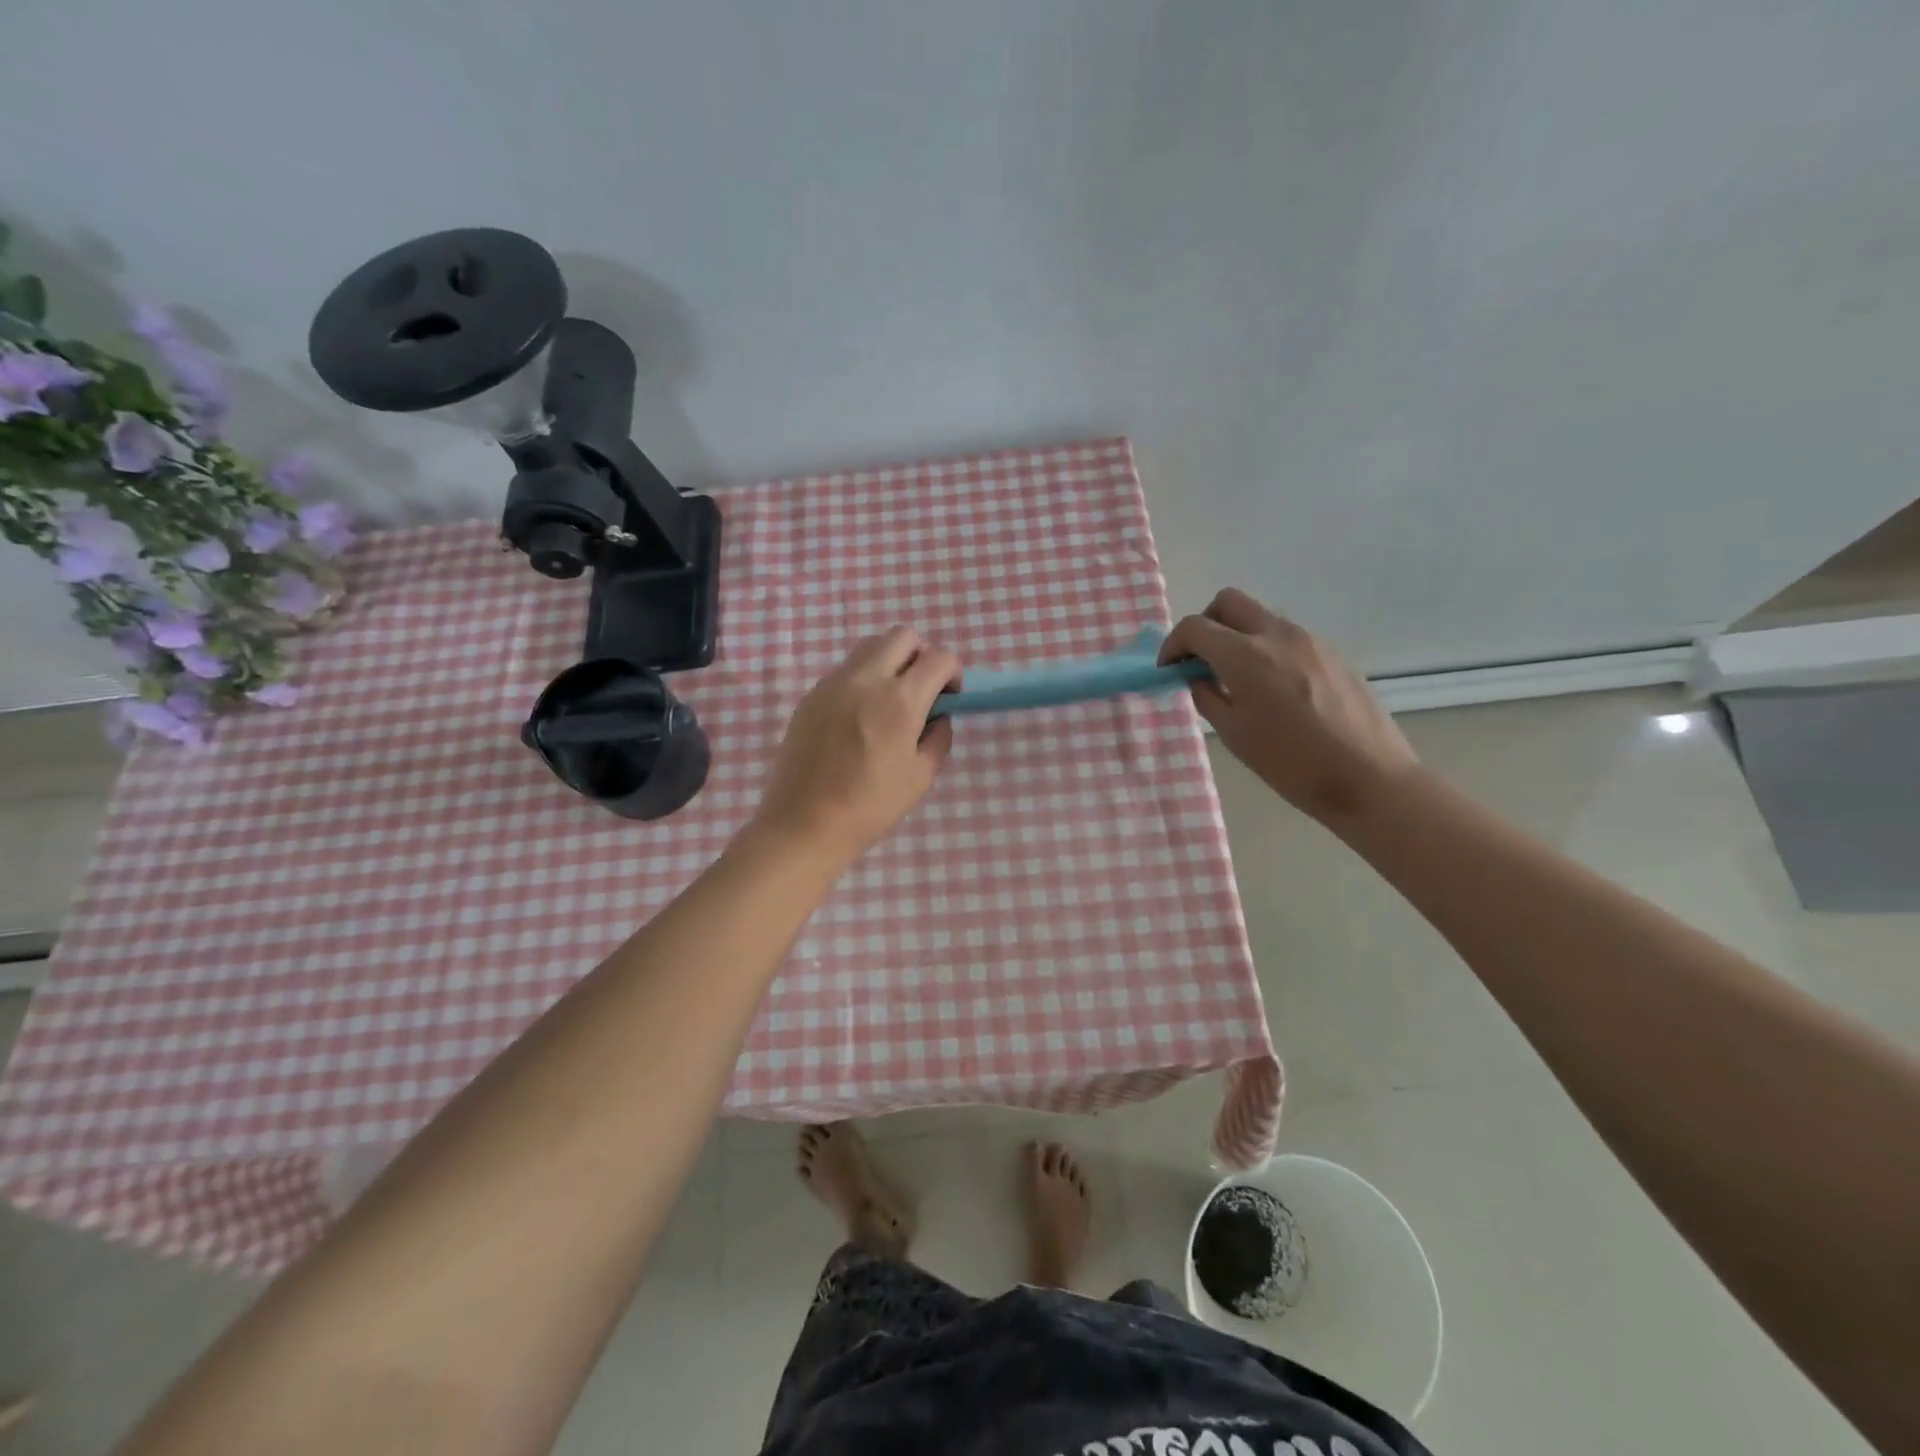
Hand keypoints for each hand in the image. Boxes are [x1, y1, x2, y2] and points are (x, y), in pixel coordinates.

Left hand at [751, 627, 959, 864]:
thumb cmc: (869, 807)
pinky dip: (863, 679)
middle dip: (921, 656)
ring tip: (889, 701)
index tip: (949, 697)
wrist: (804, 824)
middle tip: (921, 691)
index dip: (952, 673)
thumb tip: (937, 717)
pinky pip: (846, 670)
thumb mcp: (920, 778)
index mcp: (900, 701)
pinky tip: (858, 718)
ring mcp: (833, 684)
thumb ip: (937, 738)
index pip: (939, 658)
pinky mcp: (811, 695)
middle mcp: (866, 680)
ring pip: (870, 646)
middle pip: (902, 636)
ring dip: (890, 662)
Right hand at [1160, 589, 1416, 822]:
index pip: (1195, 627)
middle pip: (1228, 602)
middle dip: (1205, 624)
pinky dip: (1267, 649)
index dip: (1173, 645)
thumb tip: (1197, 677)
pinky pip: (1288, 637)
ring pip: (1261, 617)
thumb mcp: (1234, 734)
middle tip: (1200, 660)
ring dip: (1238, 636)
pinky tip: (1274, 689)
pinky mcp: (1334, 654)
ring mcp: (1311, 640)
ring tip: (1237, 679)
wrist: (1369, 778)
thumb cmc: (1291, 764)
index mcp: (1245, 655)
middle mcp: (1277, 635)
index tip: (1168, 669)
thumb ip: (1207, 696)